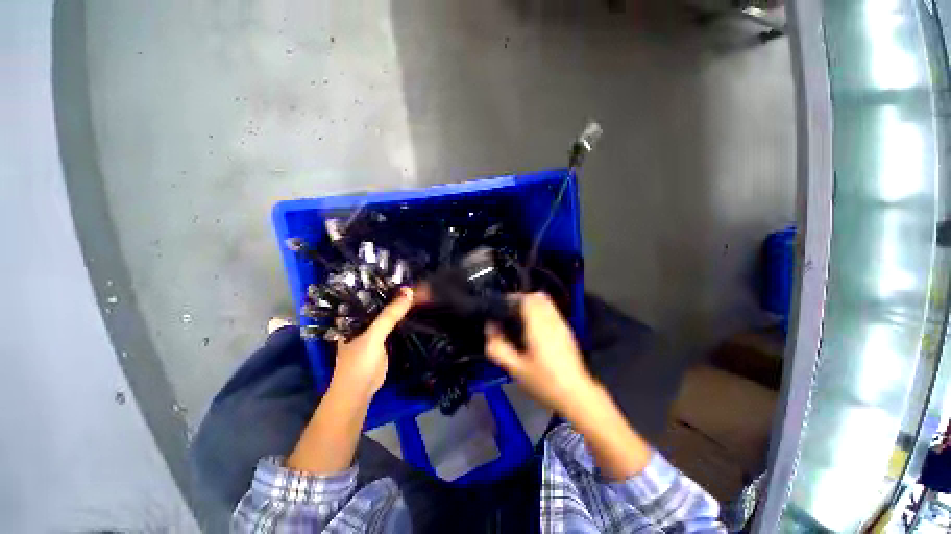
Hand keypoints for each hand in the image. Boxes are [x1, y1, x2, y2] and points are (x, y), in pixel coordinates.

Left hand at [332, 287, 412, 397]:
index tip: (402, 274)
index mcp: (352, 315)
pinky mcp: (383, 339)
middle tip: (415, 281)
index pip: (369, 293)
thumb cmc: (358, 363)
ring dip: (401, 305)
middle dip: (396, 293)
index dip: (384, 283)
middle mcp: (362, 319)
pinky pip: (394, 324)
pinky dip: (403, 317)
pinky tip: (414, 309)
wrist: (359, 392)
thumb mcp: (373, 336)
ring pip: (389, 313)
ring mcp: (373, 329)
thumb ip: (389, 315)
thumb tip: (409, 292)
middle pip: (381, 302)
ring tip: (419, 290)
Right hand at [484, 292, 594, 414]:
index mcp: (538, 325)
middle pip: (537, 296)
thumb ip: (498, 347)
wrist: (576, 394)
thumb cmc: (544, 381)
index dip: (512, 299)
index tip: (502, 308)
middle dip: (521, 300)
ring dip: (531, 305)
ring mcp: (562, 324)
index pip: (526, 298)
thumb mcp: (515, 368)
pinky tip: (534, 329)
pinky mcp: (567, 331)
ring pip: (546, 302)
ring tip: (520, 320)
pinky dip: (541, 312)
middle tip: (510, 313)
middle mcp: (551, 319)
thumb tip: (490, 328)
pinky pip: (552, 311)